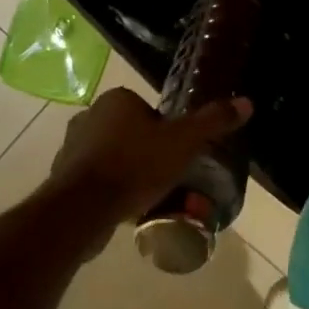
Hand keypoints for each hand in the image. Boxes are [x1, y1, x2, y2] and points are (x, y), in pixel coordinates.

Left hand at [46, 87, 251, 223]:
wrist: (83, 208)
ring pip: (112, 156)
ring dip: (128, 172)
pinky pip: (96, 179)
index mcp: (117, 99)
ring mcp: (72, 147)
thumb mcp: (183, 142)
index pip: (149, 110)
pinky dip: (110, 190)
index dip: (166, 132)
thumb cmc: (136, 165)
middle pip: (131, 133)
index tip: (176, 154)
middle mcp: (89, 115)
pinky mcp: (61, 177)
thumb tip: (246, 102)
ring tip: (148, 197)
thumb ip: (212, 122)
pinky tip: (125, 209)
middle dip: (147, 153)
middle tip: (166, 178)